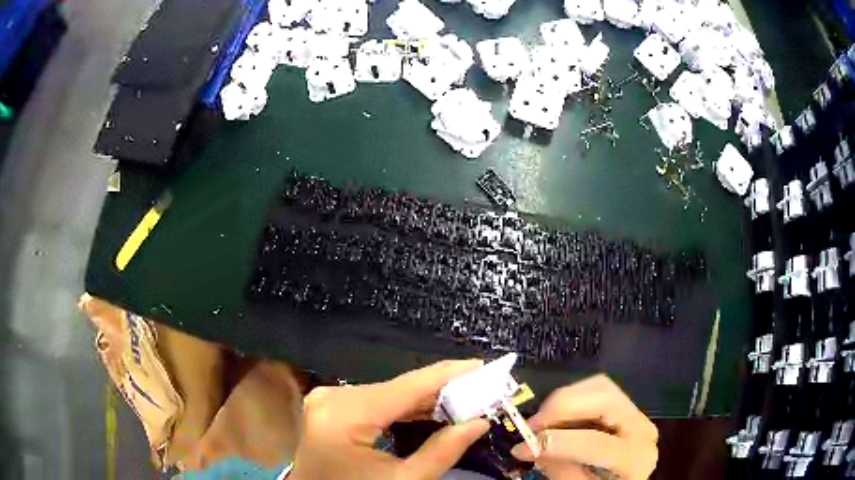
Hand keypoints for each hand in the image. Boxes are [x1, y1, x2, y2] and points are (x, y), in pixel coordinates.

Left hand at [289, 360, 489, 479]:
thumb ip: (442, 452)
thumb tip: (479, 423)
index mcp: (345, 415)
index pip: (407, 387)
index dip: (448, 374)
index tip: (483, 366)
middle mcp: (333, 397)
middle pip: (397, 388)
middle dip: (441, 390)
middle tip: (480, 390)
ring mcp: (328, 399)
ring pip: (388, 393)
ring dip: (424, 398)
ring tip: (463, 400)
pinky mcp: (330, 406)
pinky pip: (374, 400)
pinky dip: (403, 406)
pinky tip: (430, 409)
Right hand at [510, 375, 657, 479]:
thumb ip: (560, 470)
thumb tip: (534, 447)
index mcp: (635, 458)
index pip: (595, 442)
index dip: (554, 442)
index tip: (522, 448)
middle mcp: (642, 428)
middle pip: (604, 398)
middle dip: (561, 408)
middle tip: (531, 425)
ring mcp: (636, 414)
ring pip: (600, 386)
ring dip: (564, 399)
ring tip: (541, 421)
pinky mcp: (624, 407)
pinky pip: (597, 389)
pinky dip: (571, 398)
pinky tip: (557, 417)